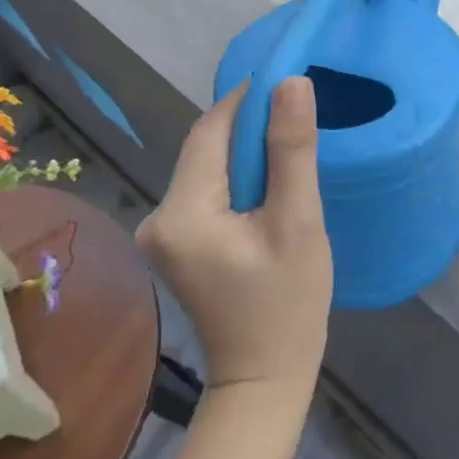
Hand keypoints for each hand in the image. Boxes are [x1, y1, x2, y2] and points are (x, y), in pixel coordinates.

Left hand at [138, 79, 332, 397]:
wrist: (263, 379)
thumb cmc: (288, 305)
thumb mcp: (298, 223)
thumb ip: (292, 151)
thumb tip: (291, 83)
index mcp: (183, 211)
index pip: (211, 130)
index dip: (248, 98)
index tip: (288, 79)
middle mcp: (159, 216)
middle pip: (206, 146)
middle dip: (249, 125)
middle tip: (298, 113)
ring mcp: (163, 232)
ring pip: (208, 166)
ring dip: (246, 151)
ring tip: (291, 145)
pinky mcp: (176, 242)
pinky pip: (207, 189)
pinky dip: (238, 177)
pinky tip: (270, 182)